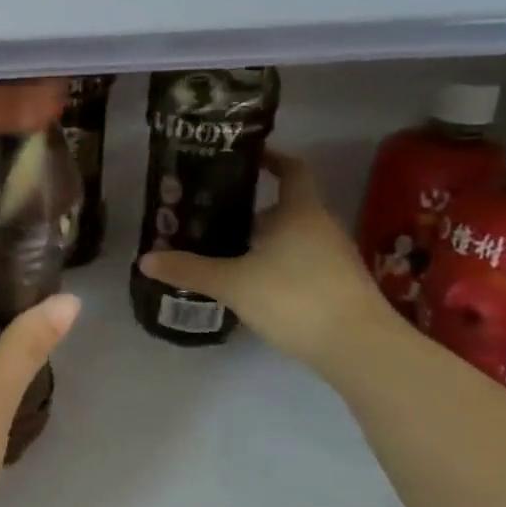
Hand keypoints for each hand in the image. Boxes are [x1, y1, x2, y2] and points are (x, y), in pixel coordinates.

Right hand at [137, 150, 387, 370]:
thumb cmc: (295, 298)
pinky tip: (250, 284)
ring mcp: (334, 258)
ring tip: (223, 249)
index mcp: (300, 212)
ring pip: (292, 237)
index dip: (270, 159)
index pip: (292, 170)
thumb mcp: (232, 283)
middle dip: (249, 209)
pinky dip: (275, 264)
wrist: (359, 348)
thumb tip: (145, 259)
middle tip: (211, 214)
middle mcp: (321, 227)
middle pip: (285, 206)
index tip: (243, 158)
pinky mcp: (337, 286)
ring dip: (261, 239)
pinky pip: (300, 262)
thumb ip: (189, 270)